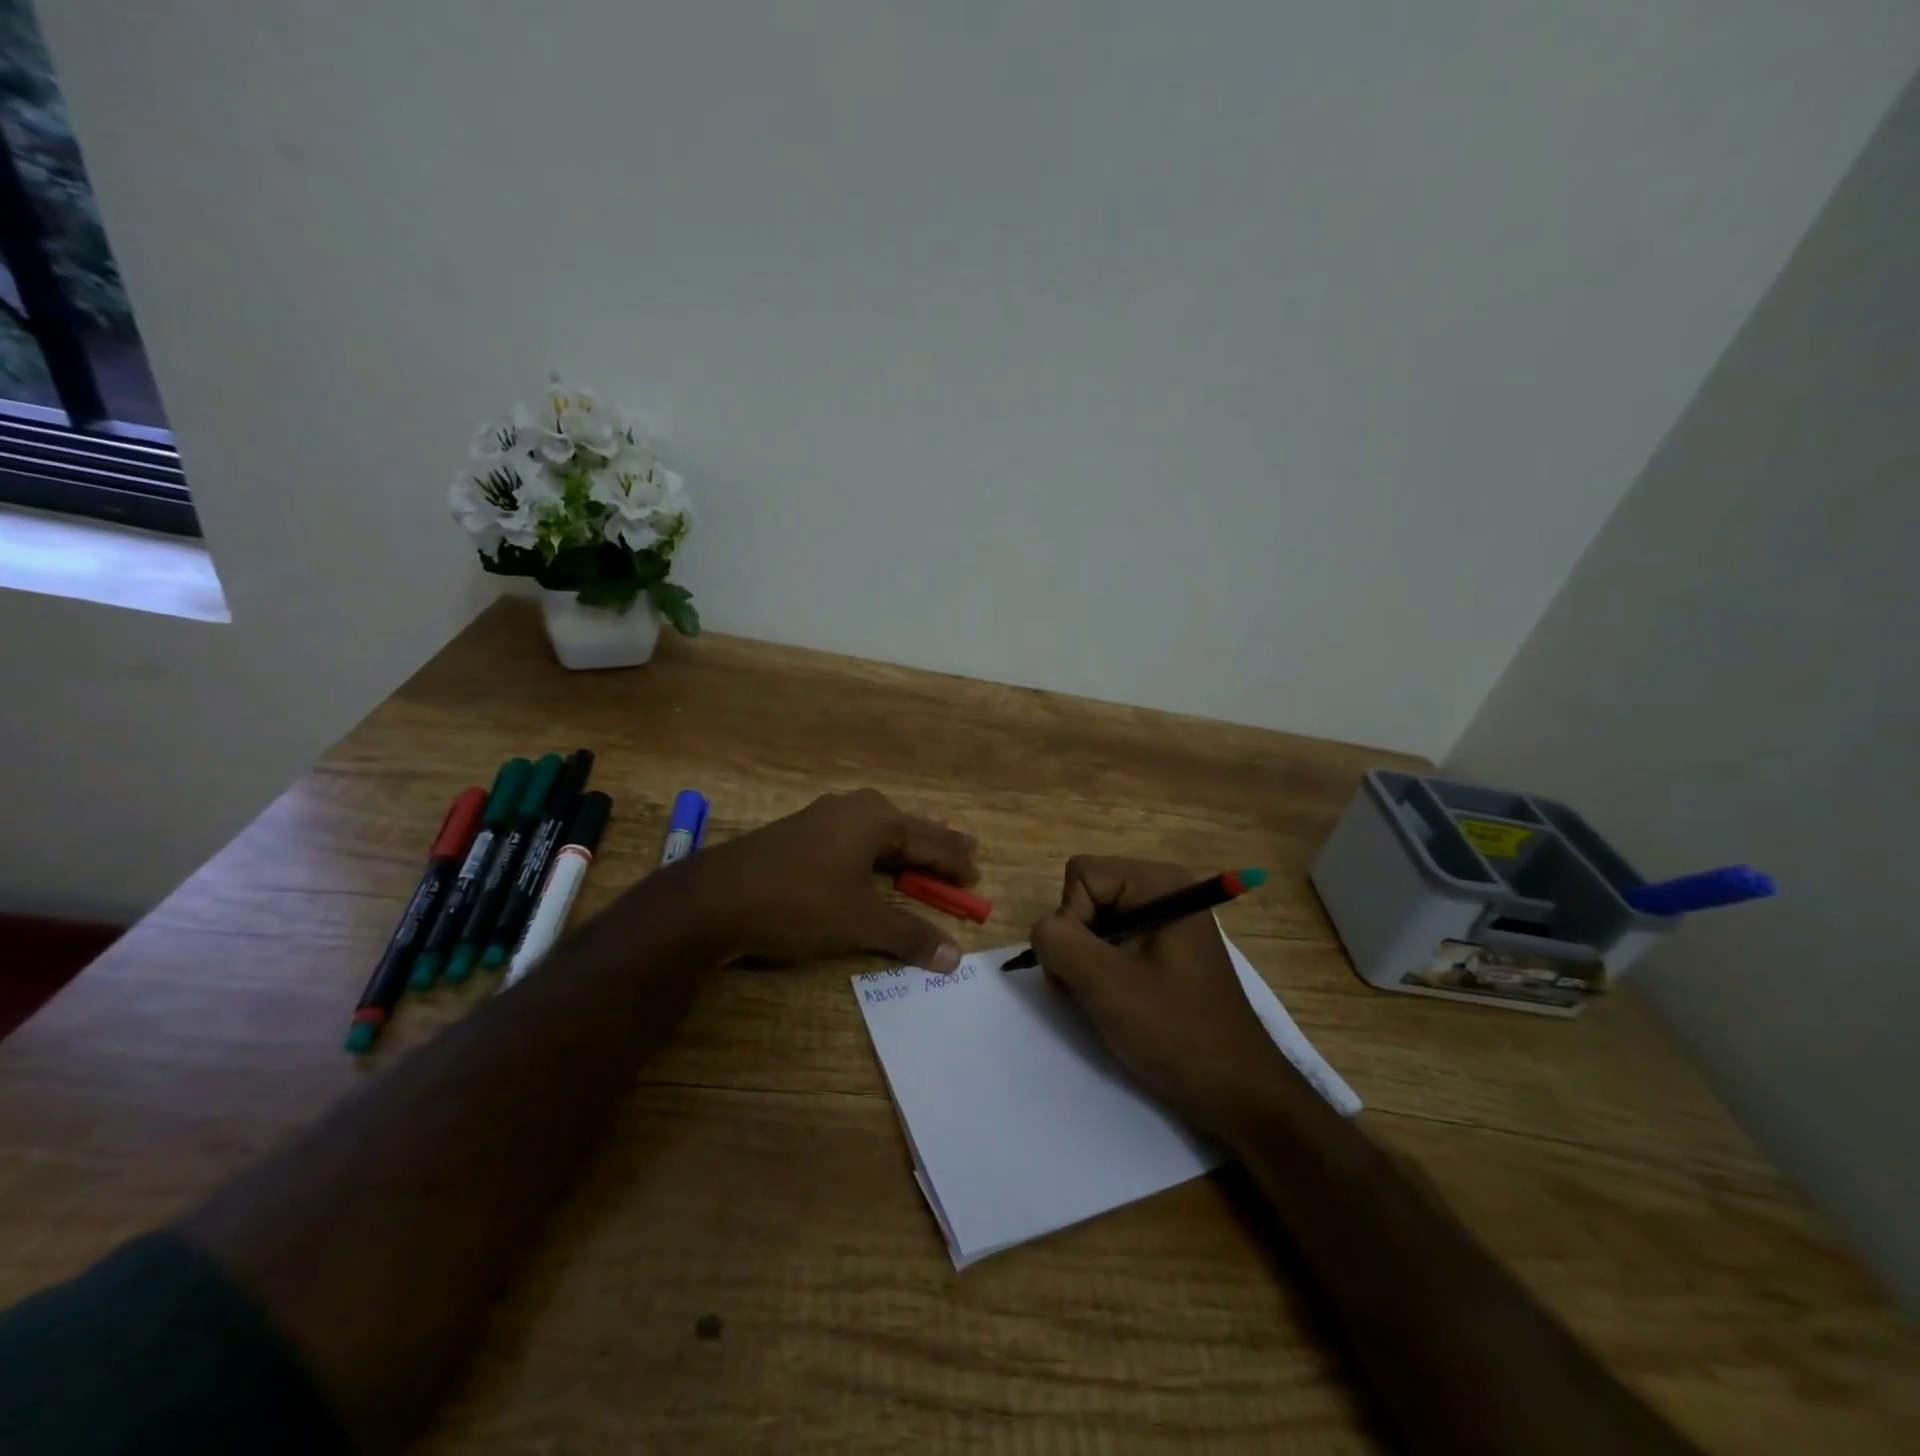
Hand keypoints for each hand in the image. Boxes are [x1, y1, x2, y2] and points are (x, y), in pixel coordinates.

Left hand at [672, 788, 978, 970]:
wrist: (715, 899)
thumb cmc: (799, 903)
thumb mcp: (860, 922)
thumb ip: (909, 935)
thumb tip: (954, 957)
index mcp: (876, 819)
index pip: (931, 841)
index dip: (955, 862)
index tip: (977, 876)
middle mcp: (853, 808)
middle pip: (907, 828)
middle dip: (936, 844)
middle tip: (967, 849)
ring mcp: (822, 817)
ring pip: (878, 831)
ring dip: (905, 845)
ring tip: (927, 848)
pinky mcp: (799, 834)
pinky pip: (853, 838)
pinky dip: (875, 852)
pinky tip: (872, 858)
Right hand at [1030, 856, 1299, 1137]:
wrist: (1236, 1092)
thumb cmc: (1175, 1031)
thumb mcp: (1106, 983)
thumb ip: (1059, 941)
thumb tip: (1043, 931)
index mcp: (1160, 883)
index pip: (1081, 876)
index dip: (1071, 920)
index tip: (1089, 968)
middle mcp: (1165, 890)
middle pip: (1087, 895)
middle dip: (1076, 942)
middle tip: (1092, 989)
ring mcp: (1166, 921)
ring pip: (1094, 922)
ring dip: (1085, 962)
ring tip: (1105, 1001)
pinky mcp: (1164, 950)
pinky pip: (1112, 943)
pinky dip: (1101, 971)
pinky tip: (1117, 1003)